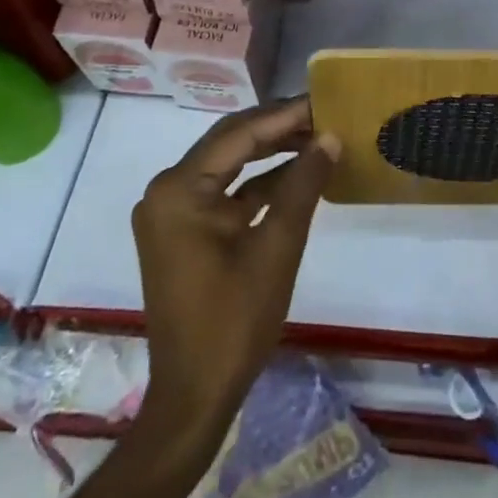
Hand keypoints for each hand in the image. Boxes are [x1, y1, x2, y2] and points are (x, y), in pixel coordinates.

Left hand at [132, 96, 339, 442]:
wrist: (194, 398)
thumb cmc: (234, 321)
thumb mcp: (278, 247)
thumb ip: (303, 184)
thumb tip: (330, 136)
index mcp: (179, 190)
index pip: (240, 134)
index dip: (285, 116)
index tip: (324, 100)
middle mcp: (167, 190)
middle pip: (230, 142)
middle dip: (278, 127)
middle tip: (323, 113)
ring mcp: (171, 211)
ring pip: (229, 163)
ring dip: (271, 151)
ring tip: (316, 136)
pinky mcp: (182, 230)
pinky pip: (224, 190)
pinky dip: (259, 182)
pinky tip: (297, 173)